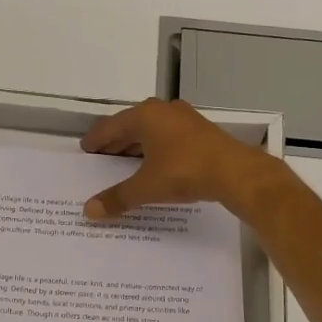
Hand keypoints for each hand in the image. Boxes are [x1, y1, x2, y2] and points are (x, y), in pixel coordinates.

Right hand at [81, 98, 278, 218]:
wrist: (235, 172)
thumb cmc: (184, 172)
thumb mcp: (146, 187)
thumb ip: (117, 198)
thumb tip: (89, 211)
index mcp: (144, 116)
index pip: (110, 126)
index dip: (96, 139)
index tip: (86, 149)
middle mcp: (163, 110)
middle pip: (130, 125)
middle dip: (116, 142)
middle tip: (102, 158)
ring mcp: (184, 118)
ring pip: (152, 130)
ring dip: (137, 145)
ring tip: (126, 163)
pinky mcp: (201, 131)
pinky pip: (168, 136)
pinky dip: (156, 148)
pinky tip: (155, 164)